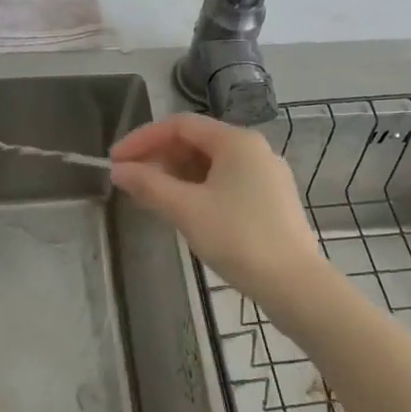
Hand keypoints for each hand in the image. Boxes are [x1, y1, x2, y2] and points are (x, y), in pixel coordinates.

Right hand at [110, 113, 324, 308]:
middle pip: (196, 141)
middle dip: (158, 157)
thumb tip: (118, 170)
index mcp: (236, 141)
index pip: (179, 125)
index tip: (115, 161)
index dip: (142, 139)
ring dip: (176, 174)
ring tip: (150, 196)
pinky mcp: (270, 200)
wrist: (295, 285)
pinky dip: (197, 188)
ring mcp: (266, 175)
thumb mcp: (186, 209)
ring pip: (210, 164)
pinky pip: (225, 182)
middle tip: (129, 180)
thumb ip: (149, 185)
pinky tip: (182, 209)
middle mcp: (254, 150)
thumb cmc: (238, 238)